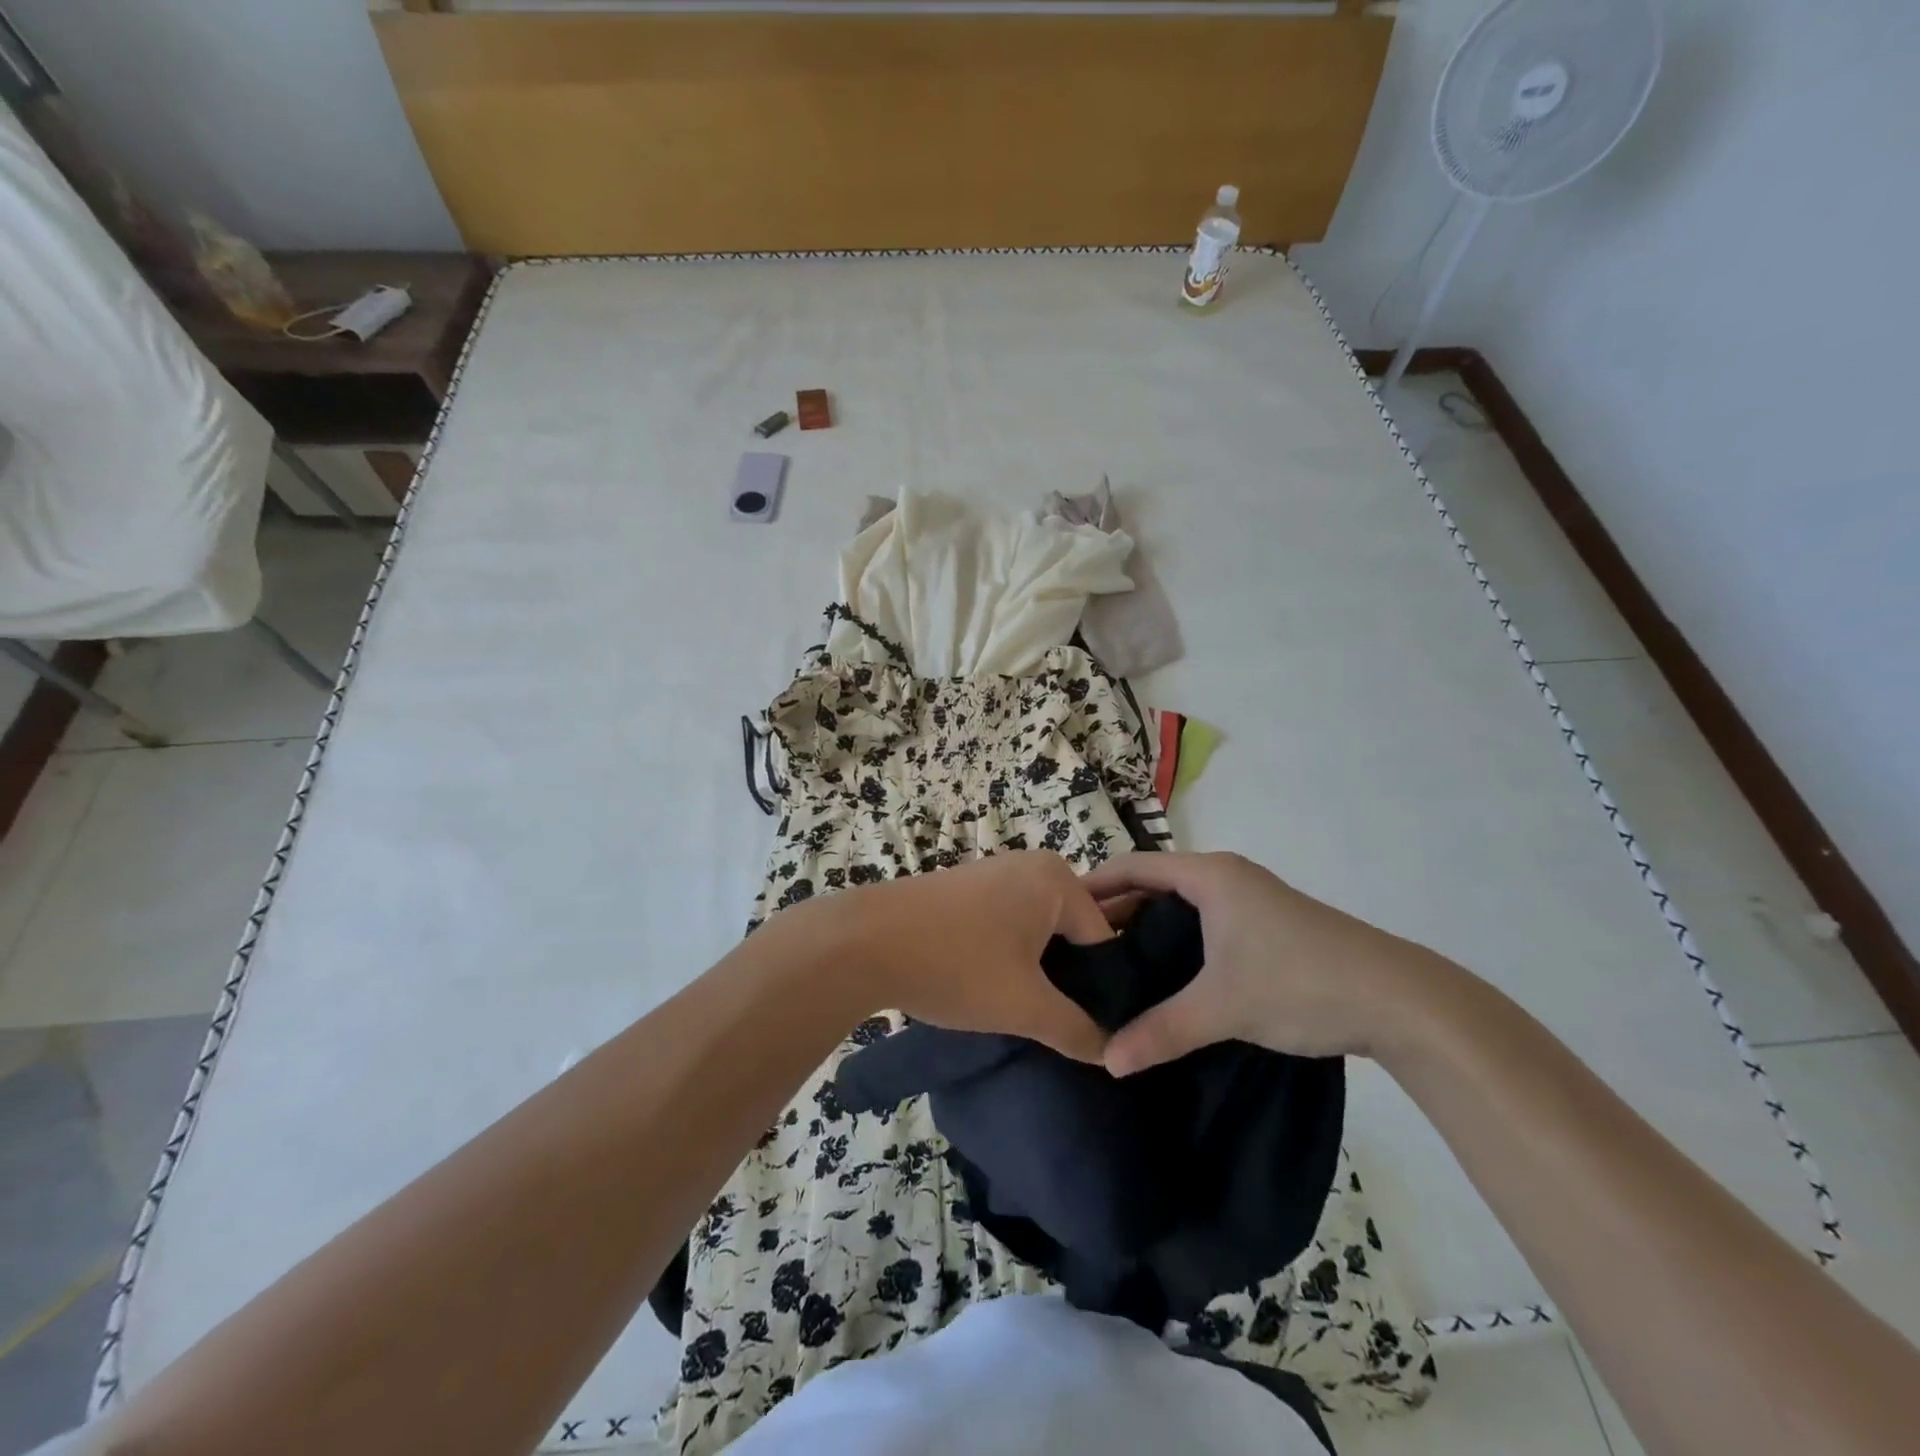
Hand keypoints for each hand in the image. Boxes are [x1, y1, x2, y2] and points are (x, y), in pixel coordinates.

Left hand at [804, 851, 1116, 1062]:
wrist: (861, 942)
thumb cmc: (955, 964)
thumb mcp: (1024, 1006)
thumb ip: (1077, 1030)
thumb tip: (1113, 1053)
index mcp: (1057, 879)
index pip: (1104, 941)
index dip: (1103, 990)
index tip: (1093, 1031)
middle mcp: (1030, 865)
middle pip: (1071, 933)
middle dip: (1068, 979)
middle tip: (1059, 1025)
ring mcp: (993, 873)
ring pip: (1037, 931)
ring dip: (1036, 971)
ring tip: (1024, 1012)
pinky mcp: (964, 889)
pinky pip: (1006, 924)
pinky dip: (1007, 956)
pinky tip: (991, 988)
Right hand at [1083, 851, 1450, 1074]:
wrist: (1402, 1000)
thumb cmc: (1301, 982)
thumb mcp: (1223, 1007)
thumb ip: (1162, 1031)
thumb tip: (1108, 1061)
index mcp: (1210, 876)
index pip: (1134, 866)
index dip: (1094, 884)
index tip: (1058, 911)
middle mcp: (1227, 877)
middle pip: (1155, 884)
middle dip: (1117, 911)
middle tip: (1080, 948)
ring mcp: (1251, 899)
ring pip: (1182, 905)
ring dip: (1149, 928)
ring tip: (1114, 965)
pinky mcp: (1268, 925)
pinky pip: (1205, 921)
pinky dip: (1178, 940)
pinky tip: (1167, 977)